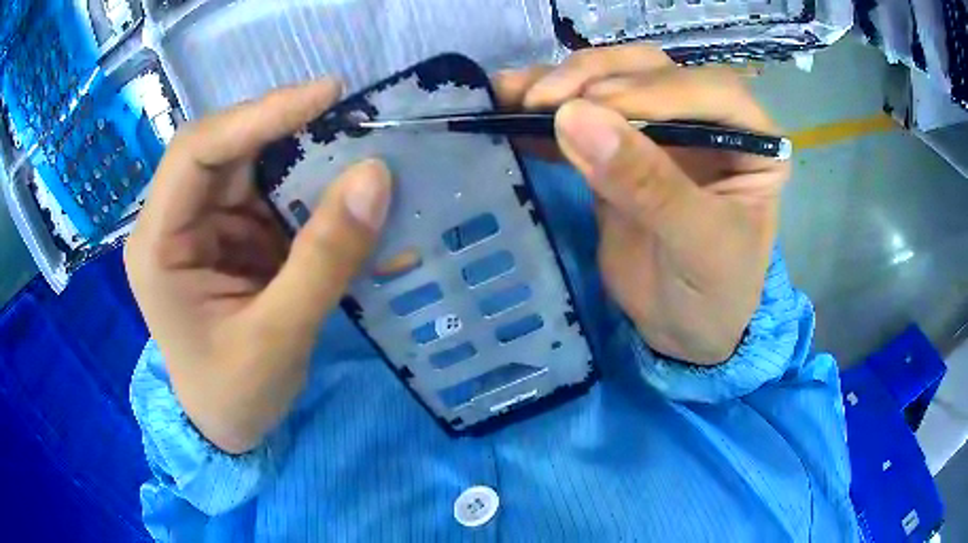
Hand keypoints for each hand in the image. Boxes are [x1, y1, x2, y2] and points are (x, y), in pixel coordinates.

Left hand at [125, 81, 392, 453]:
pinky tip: (346, 193)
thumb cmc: (235, 395)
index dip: (258, 115)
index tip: (326, 95)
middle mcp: (176, 222)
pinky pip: (274, 195)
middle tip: (351, 116)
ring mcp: (206, 225)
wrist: (228, 428)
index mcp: (158, 245)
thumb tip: (375, 177)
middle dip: (286, 127)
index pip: (196, 153)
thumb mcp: (278, 338)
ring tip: (358, 149)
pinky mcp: (234, 236)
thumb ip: (323, 260)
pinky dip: (313, 189)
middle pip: (226, 148)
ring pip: (255, 165)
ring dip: (305, 156)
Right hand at [494, 46, 789, 363]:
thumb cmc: (715, 293)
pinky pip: (583, 116)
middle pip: (652, 71)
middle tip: (542, 101)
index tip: (596, 105)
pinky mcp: (620, 147)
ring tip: (511, 94)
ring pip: (612, 81)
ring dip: (560, 82)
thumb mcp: (697, 244)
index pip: (709, 90)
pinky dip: (545, 112)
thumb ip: (648, 184)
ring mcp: (661, 128)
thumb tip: (575, 119)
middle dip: (595, 77)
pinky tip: (508, 107)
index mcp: (750, 138)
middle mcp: (708, 119)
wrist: (684, 330)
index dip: (653, 90)